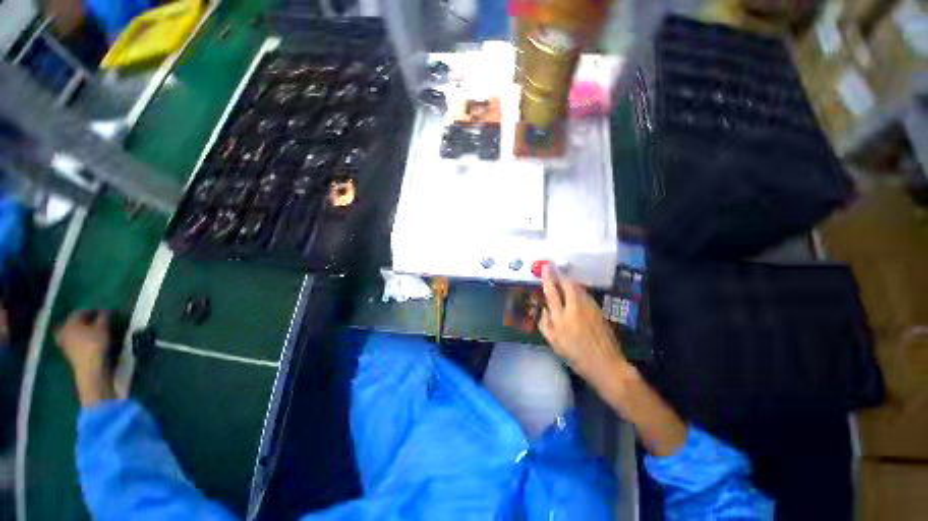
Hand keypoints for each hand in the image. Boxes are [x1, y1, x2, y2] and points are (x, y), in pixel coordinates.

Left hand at [55, 310, 115, 406]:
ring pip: (69, 332)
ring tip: (87, 330)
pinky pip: (70, 341)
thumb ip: (104, 317)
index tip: (101, 311)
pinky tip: (83, 340)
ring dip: (77, 330)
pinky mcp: (68, 352)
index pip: (79, 312)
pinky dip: (75, 339)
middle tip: (92, 320)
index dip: (90, 310)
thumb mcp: (103, 329)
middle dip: (81, 320)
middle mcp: (64, 330)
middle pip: (71, 322)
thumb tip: (106, 310)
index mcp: (71, 323)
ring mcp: (64, 343)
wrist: (90, 368)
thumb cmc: (96, 345)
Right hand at [538, 265, 628, 388]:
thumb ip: (545, 324)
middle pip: (569, 285)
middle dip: (562, 278)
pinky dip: (579, 292)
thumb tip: (543, 309)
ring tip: (565, 286)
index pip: (552, 292)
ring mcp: (590, 308)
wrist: (606, 365)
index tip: (545, 267)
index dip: (548, 278)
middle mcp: (575, 308)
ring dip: (571, 284)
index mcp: (561, 318)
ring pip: (579, 288)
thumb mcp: (554, 343)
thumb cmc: (576, 356)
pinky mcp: (599, 310)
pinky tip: (577, 299)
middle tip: (557, 277)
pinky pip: (586, 295)